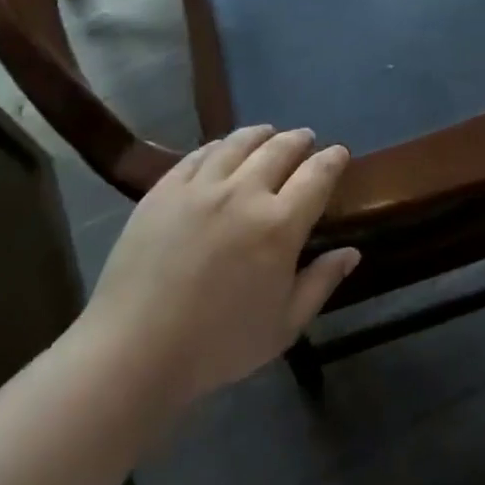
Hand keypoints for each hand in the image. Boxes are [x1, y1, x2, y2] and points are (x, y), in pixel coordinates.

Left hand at [77, 126, 358, 411]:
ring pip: (238, 143)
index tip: (339, 153)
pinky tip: (222, 148)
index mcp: (280, 226)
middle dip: (299, 140)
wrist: (133, 350)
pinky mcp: (164, 190)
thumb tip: (352, 253)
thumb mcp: (284, 325)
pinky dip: (219, 145)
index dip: (332, 159)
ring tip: (268, 133)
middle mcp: (244, 194)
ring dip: (261, 134)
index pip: (317, 176)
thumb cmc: (217, 345)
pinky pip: (198, 155)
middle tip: (305, 138)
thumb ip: (321, 283)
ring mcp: (200, 187)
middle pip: (280, 149)